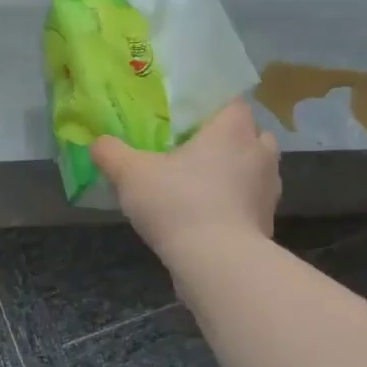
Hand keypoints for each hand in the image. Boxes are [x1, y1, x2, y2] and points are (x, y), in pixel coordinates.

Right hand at [89, 98, 280, 261]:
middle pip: (252, 135)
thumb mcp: (130, 174)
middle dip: (230, 139)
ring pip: (255, 170)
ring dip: (235, 173)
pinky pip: (251, 202)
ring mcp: (269, 190)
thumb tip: (97, 143)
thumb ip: (111, 153)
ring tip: (202, 184)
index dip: (213, 108)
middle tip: (197, 149)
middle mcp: (259, 154)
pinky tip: (207, 216)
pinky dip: (235, 205)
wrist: (218, 263)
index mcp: (231, 130)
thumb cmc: (178, 203)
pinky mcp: (267, 222)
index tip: (190, 119)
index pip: (234, 103)